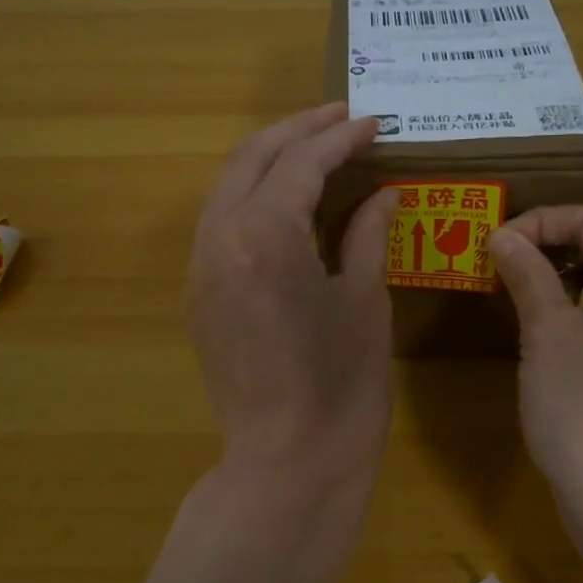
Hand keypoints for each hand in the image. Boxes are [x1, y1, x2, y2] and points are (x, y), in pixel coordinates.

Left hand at [187, 104, 397, 496]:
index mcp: (265, 236)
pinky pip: (220, 223)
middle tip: (341, 118)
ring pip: (227, 187)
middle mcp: (219, 239)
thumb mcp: (365, 302)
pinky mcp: (199, 294)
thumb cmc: (343, 387)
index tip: (374, 124)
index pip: (301, 163)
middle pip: (250, 159)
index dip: (340, 138)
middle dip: (297, 131)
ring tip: (315, 148)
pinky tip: (286, 201)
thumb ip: (368, 234)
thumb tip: (383, 193)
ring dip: (269, 159)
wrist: (288, 463)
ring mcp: (201, 267)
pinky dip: (252, 197)